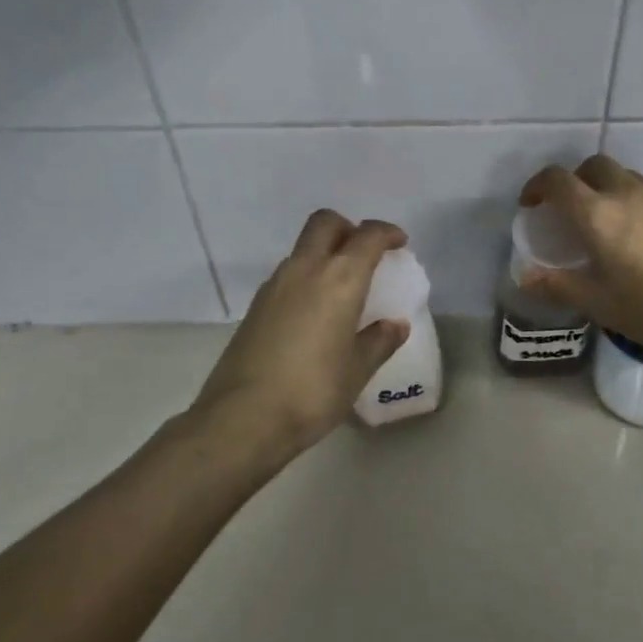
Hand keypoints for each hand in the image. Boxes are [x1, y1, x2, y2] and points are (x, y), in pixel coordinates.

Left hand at [192, 210, 410, 454]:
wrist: (242, 418)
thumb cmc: (313, 390)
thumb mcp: (358, 370)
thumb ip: (379, 341)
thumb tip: (395, 325)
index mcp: (340, 279)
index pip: (368, 236)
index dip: (387, 233)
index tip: (399, 243)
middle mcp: (305, 269)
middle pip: (325, 223)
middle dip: (349, 228)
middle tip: (365, 253)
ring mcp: (275, 285)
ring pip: (303, 248)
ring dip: (324, 253)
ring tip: (342, 287)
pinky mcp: (256, 305)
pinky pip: (288, 274)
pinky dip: (306, 277)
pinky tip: (314, 311)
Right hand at [519, 155, 642, 366]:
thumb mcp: (599, 303)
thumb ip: (558, 284)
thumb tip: (524, 276)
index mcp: (597, 215)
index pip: (556, 180)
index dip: (537, 186)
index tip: (532, 205)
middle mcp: (626, 192)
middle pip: (592, 166)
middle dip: (576, 181)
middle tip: (572, 210)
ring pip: (625, 174)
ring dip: (610, 186)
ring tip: (613, 217)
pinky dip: (642, 193)